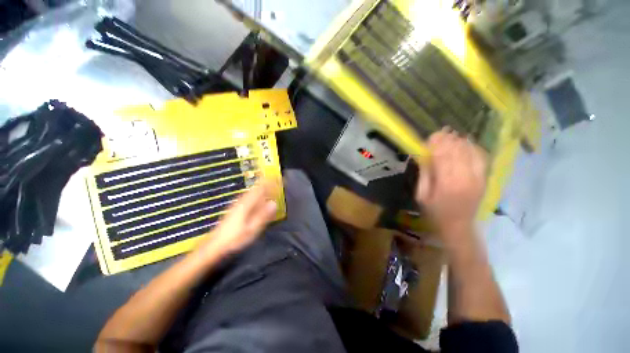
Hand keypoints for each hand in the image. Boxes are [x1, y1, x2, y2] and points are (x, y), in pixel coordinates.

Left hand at [195, 179, 277, 259]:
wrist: (215, 245)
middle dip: (266, 183)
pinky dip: (256, 194)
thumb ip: (263, 216)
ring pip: (251, 192)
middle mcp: (241, 201)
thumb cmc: (235, 238)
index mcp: (246, 204)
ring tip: (269, 187)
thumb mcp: (252, 229)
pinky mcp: (234, 209)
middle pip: (255, 188)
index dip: (269, 183)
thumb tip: (274, 203)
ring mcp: (236, 204)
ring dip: (261, 188)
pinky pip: (248, 196)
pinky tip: (258, 198)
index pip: (260, 189)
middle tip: (276, 181)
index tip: (277, 179)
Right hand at [415, 128, 487, 237]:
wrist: (458, 226)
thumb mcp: (421, 195)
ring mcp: (478, 178)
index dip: (436, 144)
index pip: (442, 156)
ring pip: (471, 152)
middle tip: (439, 133)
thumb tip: (422, 155)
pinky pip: (482, 158)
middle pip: (458, 151)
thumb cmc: (434, 212)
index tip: (430, 137)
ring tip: (451, 135)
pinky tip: (466, 143)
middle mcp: (465, 178)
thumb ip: (424, 174)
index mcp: (446, 184)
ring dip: (460, 141)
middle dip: (447, 139)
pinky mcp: (485, 179)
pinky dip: (474, 148)